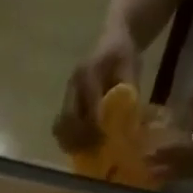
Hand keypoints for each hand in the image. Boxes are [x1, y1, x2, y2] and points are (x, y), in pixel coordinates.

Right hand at [53, 27, 141, 153]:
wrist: (111, 41)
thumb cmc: (123, 54)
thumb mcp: (131, 66)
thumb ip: (129, 89)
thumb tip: (129, 116)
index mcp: (87, 73)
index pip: (87, 105)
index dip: (94, 125)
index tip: (105, 139)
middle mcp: (72, 86)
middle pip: (67, 120)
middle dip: (80, 137)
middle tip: (95, 148)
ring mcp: (66, 97)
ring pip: (60, 127)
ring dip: (71, 142)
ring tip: (87, 150)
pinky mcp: (65, 106)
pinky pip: (60, 128)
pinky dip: (68, 140)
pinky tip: (81, 146)